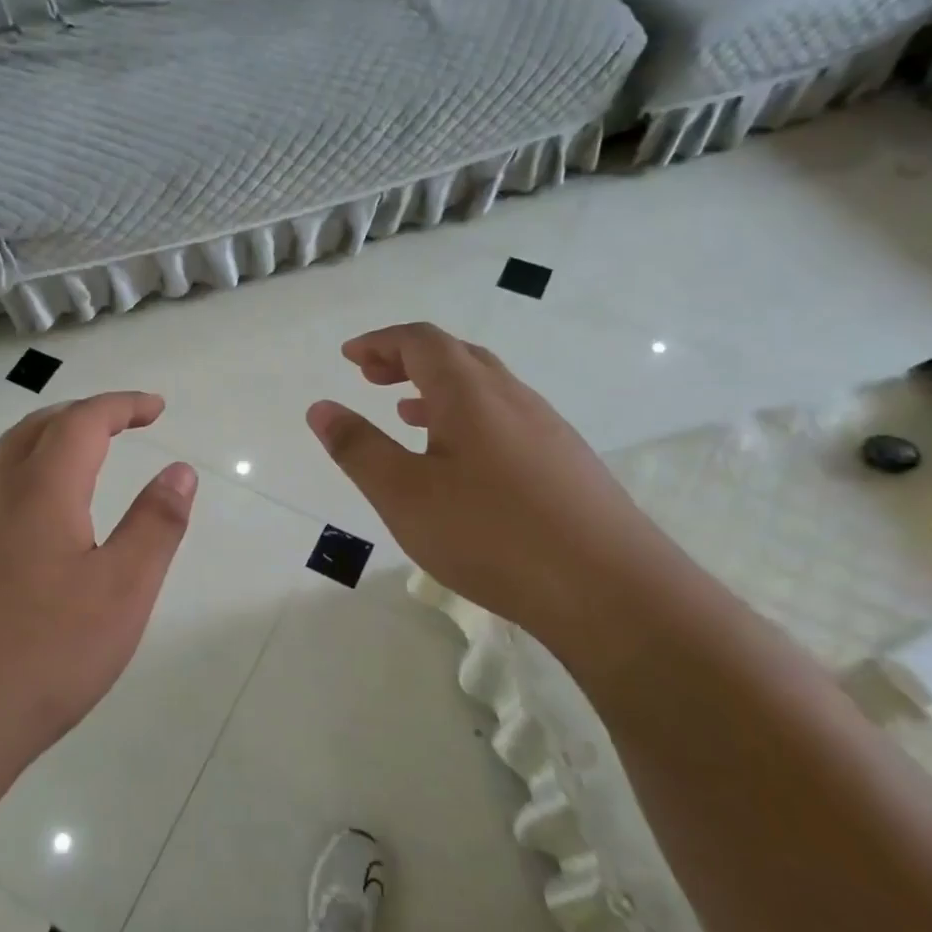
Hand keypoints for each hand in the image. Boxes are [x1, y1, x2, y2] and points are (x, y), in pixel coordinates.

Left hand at [0, 393, 198, 798]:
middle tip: (121, 424)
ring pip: (4, 463)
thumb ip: (155, 525)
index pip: (83, 421)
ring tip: (82, 464)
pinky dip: (23, 483)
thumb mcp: (121, 592)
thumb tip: (179, 470)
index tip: (156, 407)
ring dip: (46, 445)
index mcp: (39, 490)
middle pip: (35, 429)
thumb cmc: (41, 656)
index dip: (122, 405)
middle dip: (82, 415)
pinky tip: (34, 528)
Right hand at [306, 323, 682, 654]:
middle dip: (408, 359)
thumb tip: (320, 408)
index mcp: (469, 393)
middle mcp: (512, 397)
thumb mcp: (404, 495)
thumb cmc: (491, 535)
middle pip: (456, 355)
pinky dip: (468, 418)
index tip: (349, 356)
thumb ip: (358, 448)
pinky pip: (506, 418)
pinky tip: (461, 462)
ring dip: (438, 389)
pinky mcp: (566, 463)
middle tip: (371, 377)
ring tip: (406, 413)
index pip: (421, 341)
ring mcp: (547, 428)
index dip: (380, 342)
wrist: (611, 590)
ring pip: (484, 388)